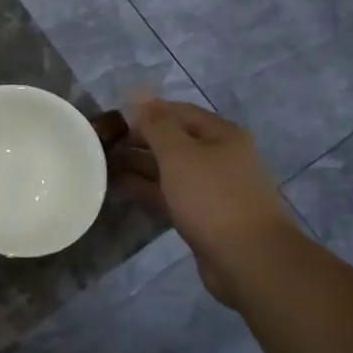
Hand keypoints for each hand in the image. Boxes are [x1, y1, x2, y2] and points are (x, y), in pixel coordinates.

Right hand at [107, 96, 298, 303]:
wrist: (249, 259)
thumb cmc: (213, 197)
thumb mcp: (179, 154)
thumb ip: (156, 124)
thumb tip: (138, 93)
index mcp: (222, 135)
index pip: (178, 112)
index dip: (146, 112)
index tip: (112, 120)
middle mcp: (221, 157)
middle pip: (174, 141)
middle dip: (140, 141)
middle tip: (103, 145)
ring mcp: (214, 189)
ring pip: (170, 170)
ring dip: (140, 166)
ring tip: (104, 166)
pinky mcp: (205, 216)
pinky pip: (171, 194)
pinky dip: (148, 190)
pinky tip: (121, 188)